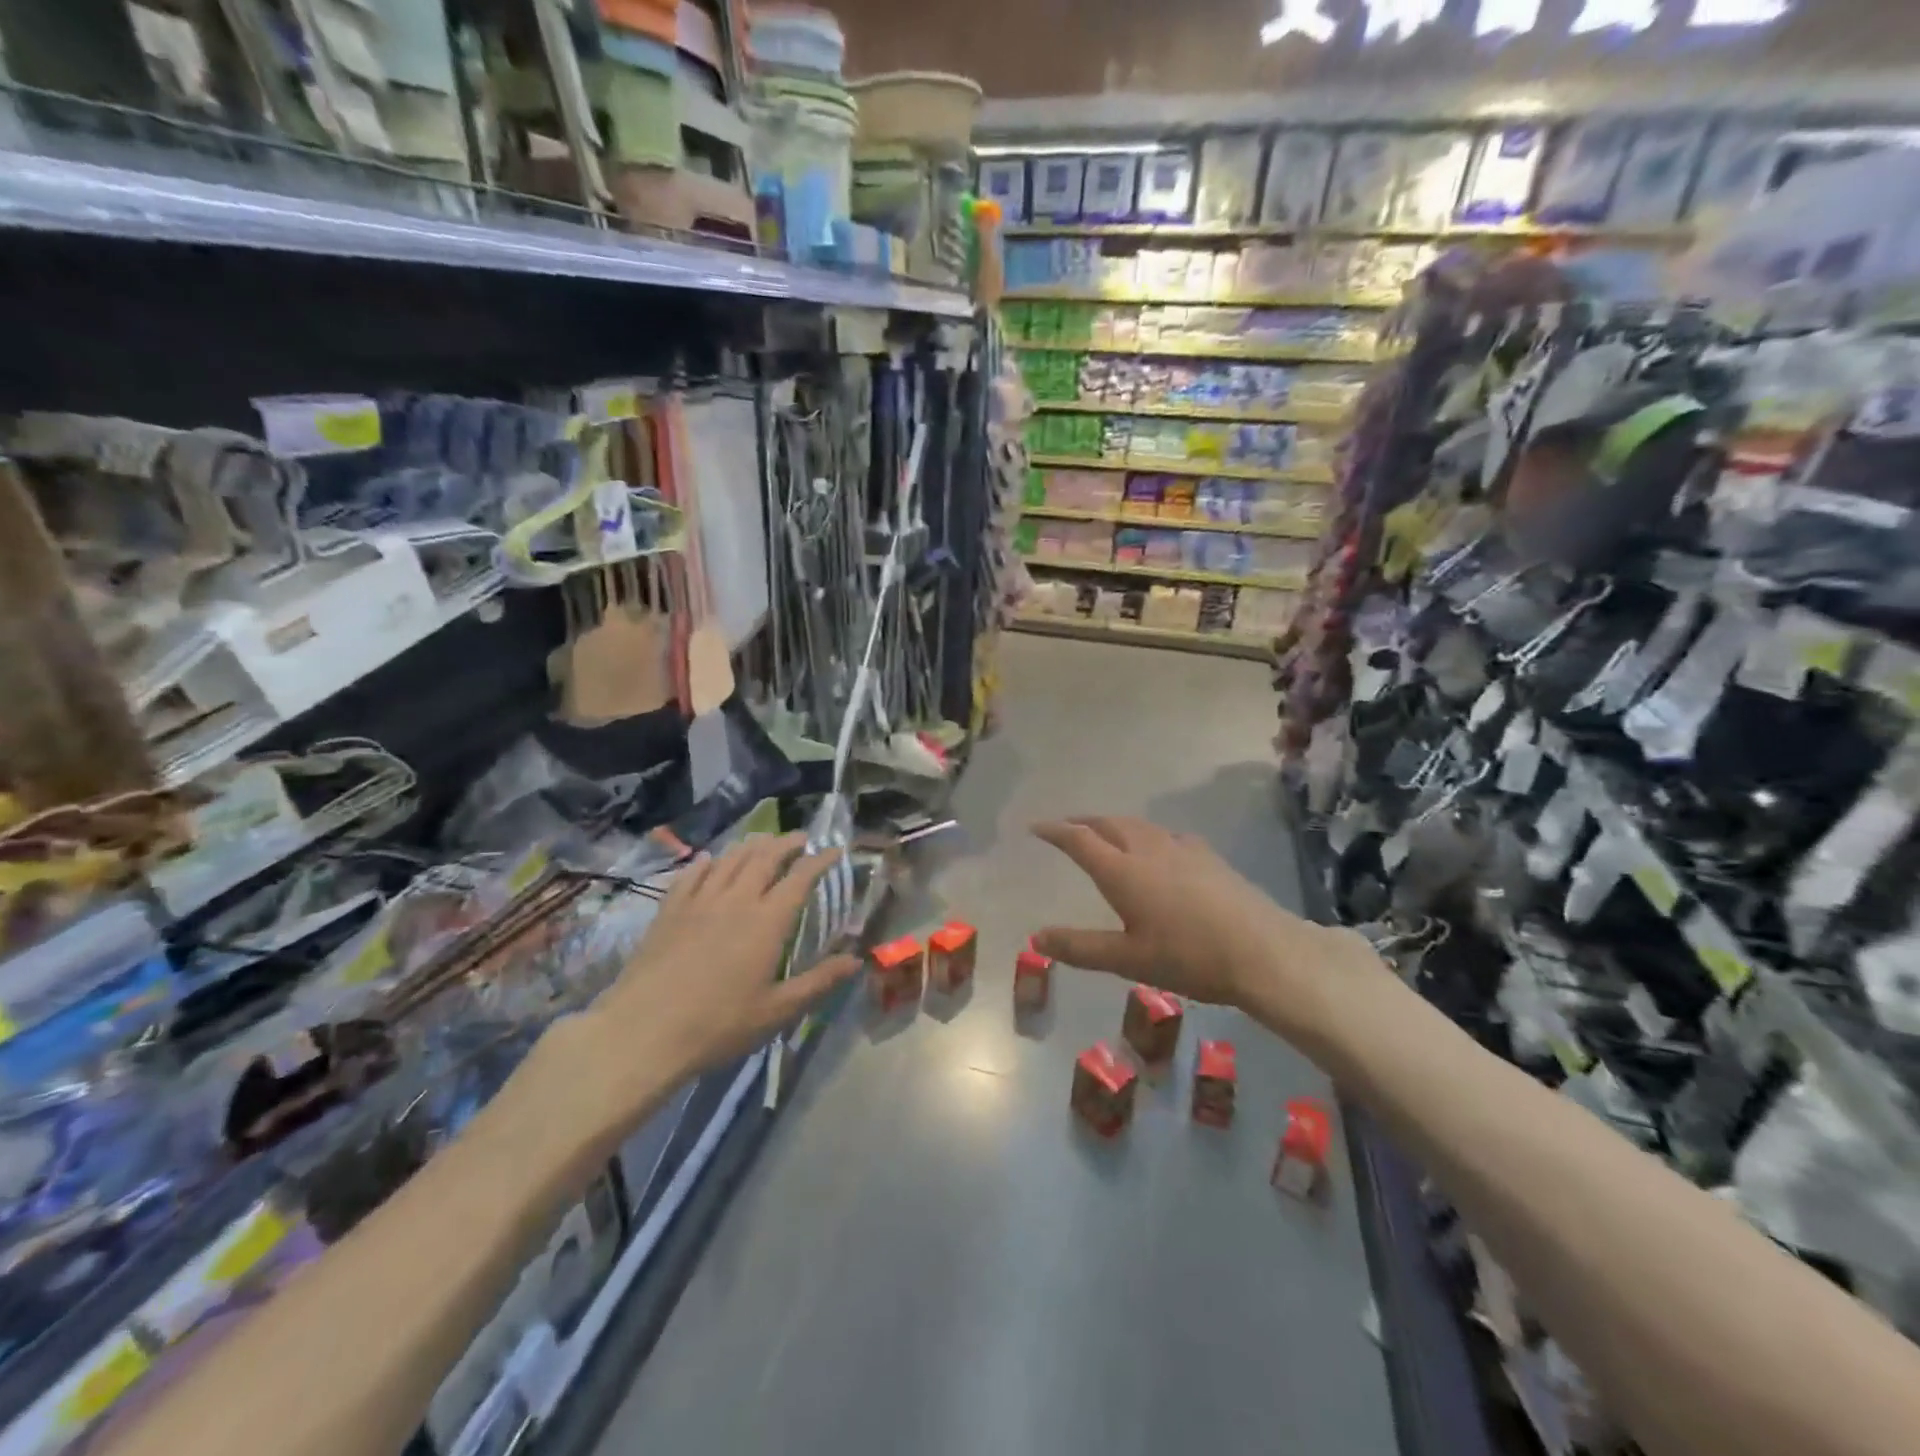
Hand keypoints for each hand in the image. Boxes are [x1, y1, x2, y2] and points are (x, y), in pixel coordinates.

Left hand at [545, 834, 860, 1146]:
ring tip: (764, 842)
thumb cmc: (719, 1025)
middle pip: (765, 858)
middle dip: (787, 843)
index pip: (801, 877)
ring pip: (730, 860)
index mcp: (768, 921)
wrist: (643, 1032)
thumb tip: (856, 960)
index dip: (820, 860)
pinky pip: (692, 874)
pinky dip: (708, 862)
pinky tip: (711, 861)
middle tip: (801, 838)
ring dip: (752, 846)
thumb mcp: (778, 1011)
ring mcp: (699, 902)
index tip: (835, 850)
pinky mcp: (669, 911)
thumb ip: (819, 981)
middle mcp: (736, 900)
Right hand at [1032, 816, 1377, 1045]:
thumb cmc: (1188, 957)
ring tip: (1104, 832)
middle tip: (1066, 827)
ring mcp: (1181, 848)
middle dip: (1083, 822)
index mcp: (1123, 872)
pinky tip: (1156, 849)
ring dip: (1113, 824)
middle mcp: (1148, 850)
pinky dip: (1146, 834)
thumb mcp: (1127, 960)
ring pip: (1138, 825)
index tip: (1036, 827)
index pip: (1079, 840)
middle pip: (1108, 823)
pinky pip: (1165, 834)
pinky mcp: (1208, 856)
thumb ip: (1080, 947)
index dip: (1055, 831)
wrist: (1262, 951)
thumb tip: (1036, 936)